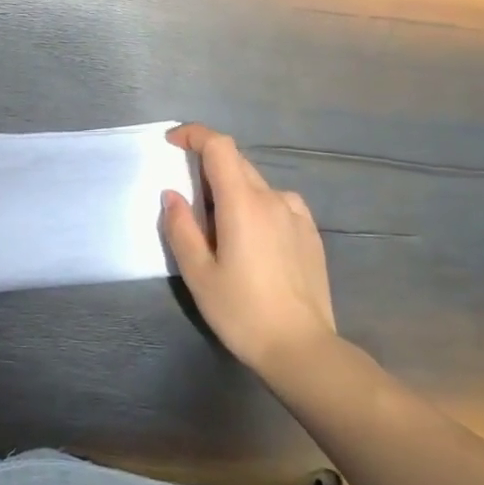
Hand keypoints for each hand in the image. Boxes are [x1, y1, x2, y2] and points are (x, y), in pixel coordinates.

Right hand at [161, 123, 337, 380]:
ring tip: (220, 228)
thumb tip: (172, 195)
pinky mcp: (310, 233)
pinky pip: (277, 203)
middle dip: (208, 167)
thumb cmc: (242, 311)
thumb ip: (180, 228)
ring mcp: (296, 214)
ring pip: (257, 184)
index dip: (194, 135)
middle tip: (188, 200)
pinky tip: (253, 238)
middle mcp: (273, 198)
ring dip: (233, 190)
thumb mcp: (198, 273)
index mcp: (242, 202)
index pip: (219, 146)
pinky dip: (257, 206)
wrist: (302, 349)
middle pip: (236, 163)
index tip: (173, 143)